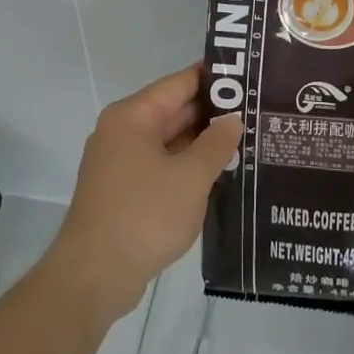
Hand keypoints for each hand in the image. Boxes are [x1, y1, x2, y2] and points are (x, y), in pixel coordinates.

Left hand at [44, 65, 243, 328]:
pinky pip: (163, 166)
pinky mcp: (125, 190)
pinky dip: (188, 167)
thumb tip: (233, 118)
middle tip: (259, 111)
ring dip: (204, 143)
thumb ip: (216, 144)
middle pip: (175, 110)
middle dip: (214, 113)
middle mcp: (123, 131)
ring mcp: (121, 162)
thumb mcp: (190, 177)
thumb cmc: (143, 215)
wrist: (94, 276)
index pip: (181, 83)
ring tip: (250, 140)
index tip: (251, 77)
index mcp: (133, 116)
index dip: (216, 78)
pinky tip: (221, 174)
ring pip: (171, 141)